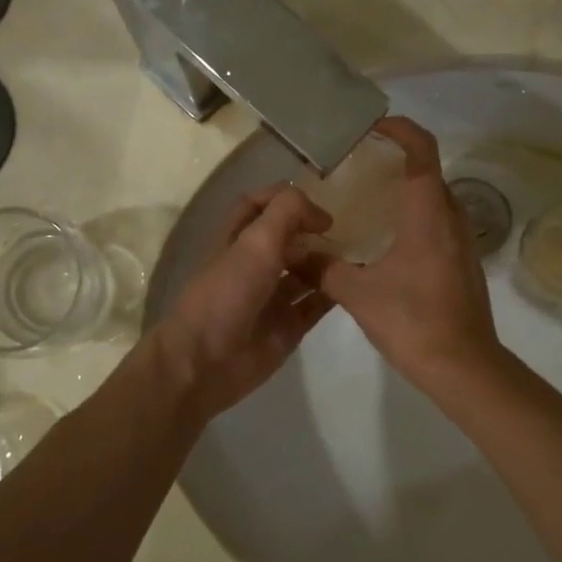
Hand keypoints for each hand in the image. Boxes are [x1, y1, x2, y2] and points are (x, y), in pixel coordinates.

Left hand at [152, 184, 335, 421]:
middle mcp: (254, 265)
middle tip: (348, 235)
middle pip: (288, 240)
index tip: (318, 209)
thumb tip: (320, 215)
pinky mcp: (287, 327)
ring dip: (328, 263)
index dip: (286, 200)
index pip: (259, 205)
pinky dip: (333, 295)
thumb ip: (287, 213)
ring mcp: (271, 297)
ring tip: (357, 260)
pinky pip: (315, 305)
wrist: (205, 361)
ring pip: (305, 272)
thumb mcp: (256, 241)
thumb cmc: (226, 293)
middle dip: (314, 234)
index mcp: (236, 239)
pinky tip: (354, 286)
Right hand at [308, 117, 503, 390]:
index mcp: (428, 213)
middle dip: (396, 158)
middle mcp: (451, 217)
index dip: (400, 129)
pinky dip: (414, 215)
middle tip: (357, 163)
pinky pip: (438, 222)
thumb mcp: (357, 293)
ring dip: (406, 188)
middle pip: (429, 170)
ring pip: (435, 198)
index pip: (422, 150)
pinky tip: (385, 239)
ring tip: (366, 198)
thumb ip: (320, 267)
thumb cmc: (413, 322)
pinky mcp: (462, 262)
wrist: (464, 367)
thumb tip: (288, 250)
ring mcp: (462, 241)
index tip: (371, 126)